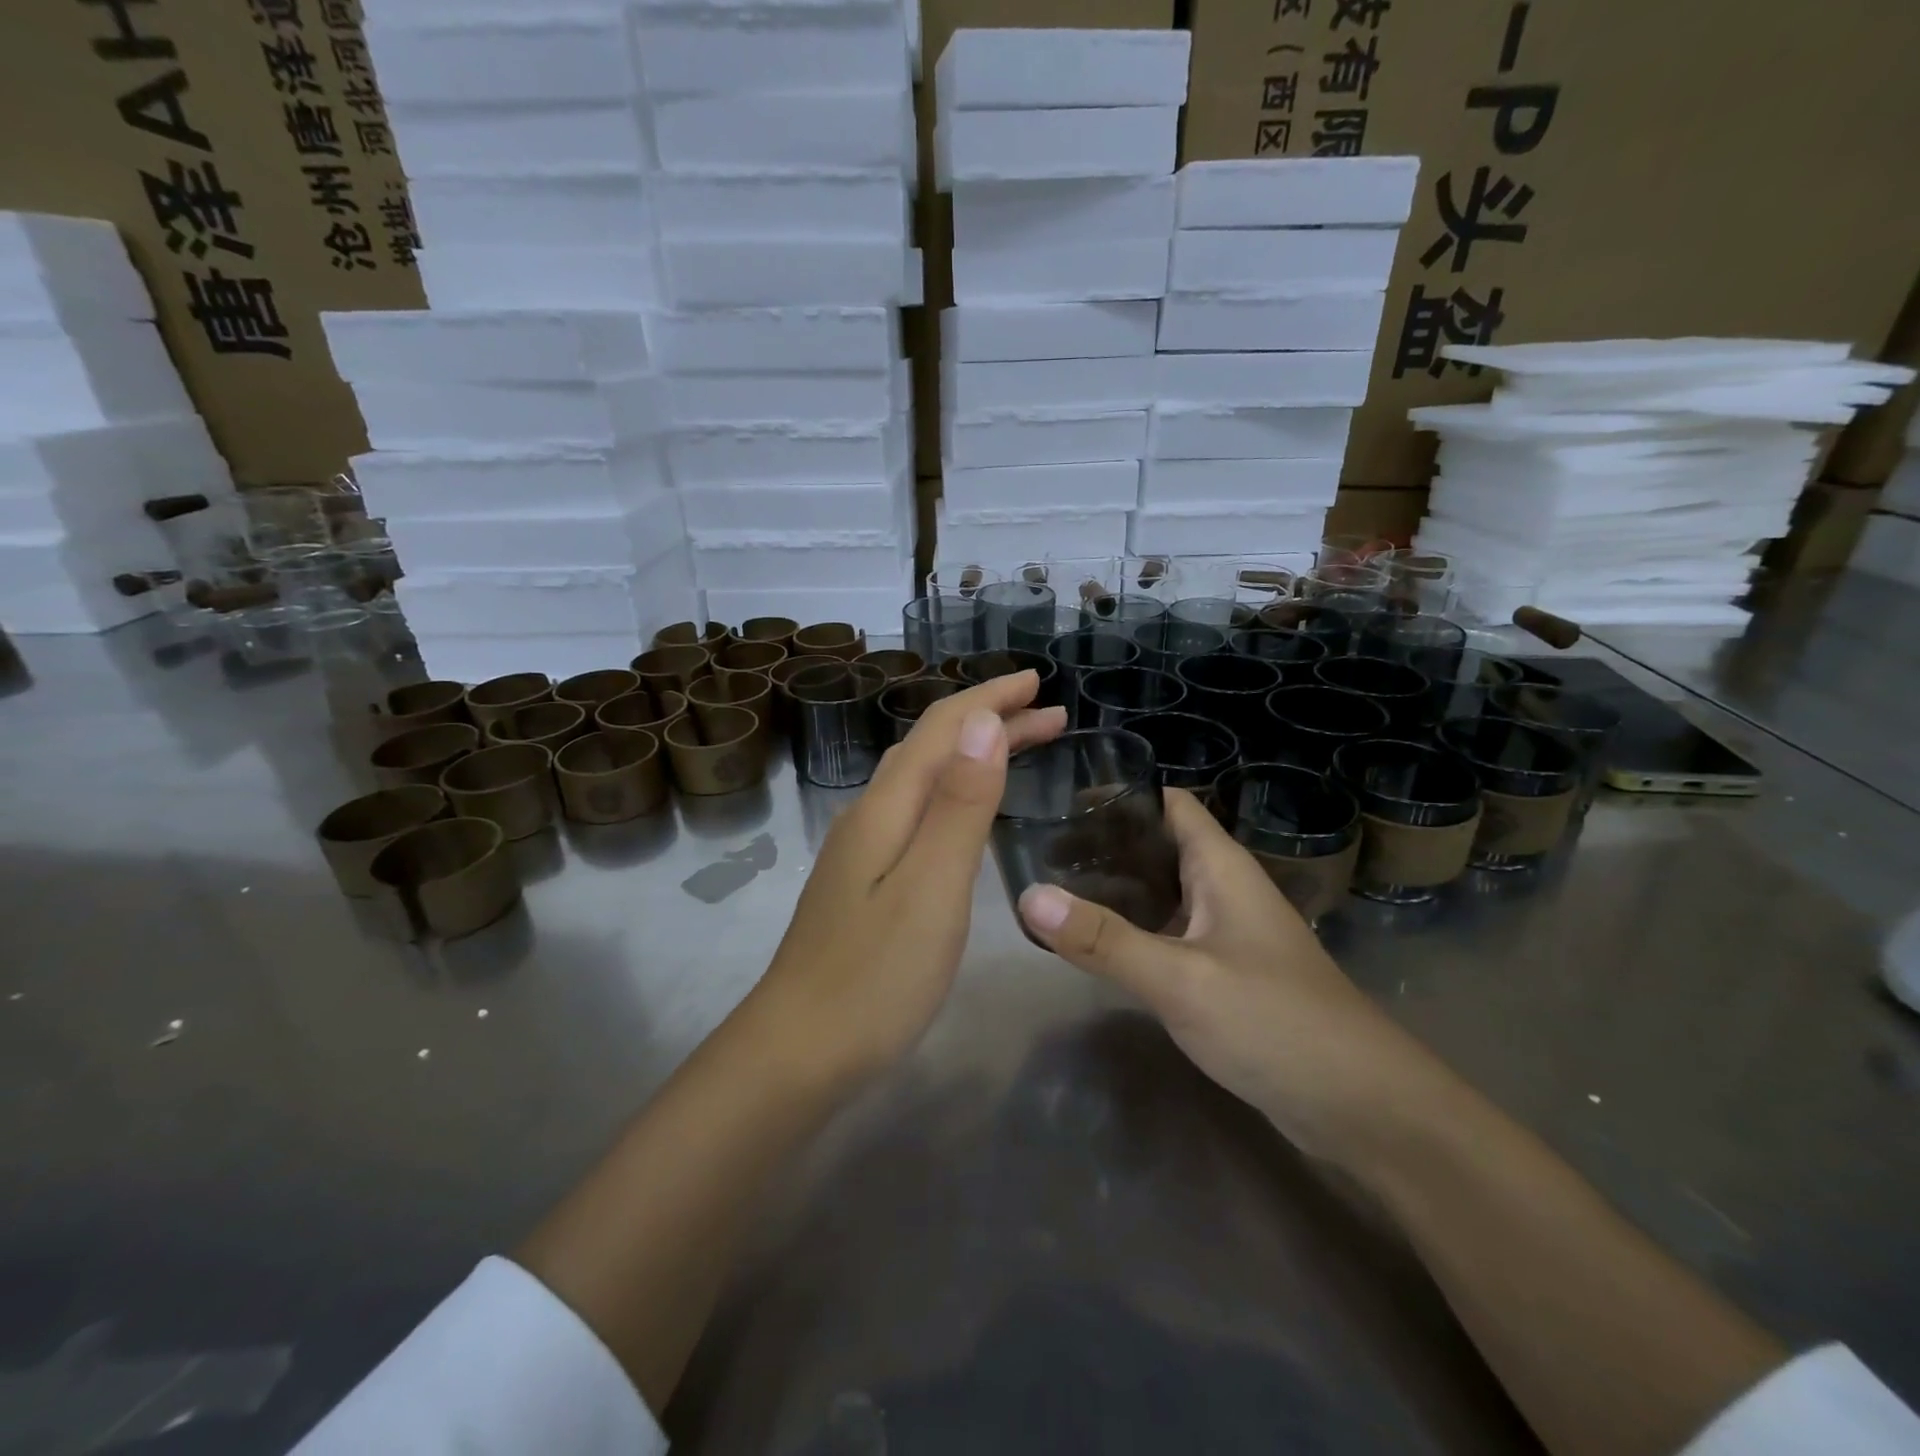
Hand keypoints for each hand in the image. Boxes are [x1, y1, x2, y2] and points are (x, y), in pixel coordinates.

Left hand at [753, 671, 1067, 1085]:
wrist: (798, 1051)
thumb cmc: (875, 975)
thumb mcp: (931, 886)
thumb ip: (960, 805)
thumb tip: (984, 721)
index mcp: (887, 807)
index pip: (944, 728)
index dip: (991, 699)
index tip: (1040, 683)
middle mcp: (871, 814)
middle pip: (933, 746)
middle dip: (990, 720)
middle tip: (1050, 714)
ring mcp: (863, 849)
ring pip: (924, 778)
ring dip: (973, 753)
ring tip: (1019, 747)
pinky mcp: (865, 880)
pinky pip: (918, 810)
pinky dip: (955, 790)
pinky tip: (966, 810)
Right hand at [1017, 788, 1437, 1156]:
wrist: (1361, 1107)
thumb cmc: (1275, 1022)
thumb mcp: (1180, 979)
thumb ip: (1104, 939)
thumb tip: (1028, 896)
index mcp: (1220, 867)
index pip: (1169, 803)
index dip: (1120, 793)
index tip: (1061, 799)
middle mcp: (1224, 889)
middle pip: (1159, 846)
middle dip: (1104, 843)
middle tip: (1040, 848)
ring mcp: (1226, 933)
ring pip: (1162, 892)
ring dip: (1115, 888)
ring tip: (1055, 889)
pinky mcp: (1225, 974)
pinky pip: (1169, 934)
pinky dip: (1132, 930)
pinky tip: (1096, 945)